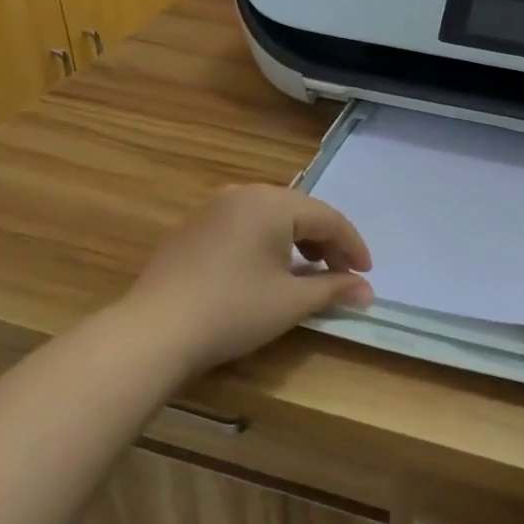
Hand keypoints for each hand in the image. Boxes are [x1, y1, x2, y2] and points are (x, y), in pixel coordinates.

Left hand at [127, 184, 373, 375]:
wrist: (156, 330)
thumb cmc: (234, 310)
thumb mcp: (292, 301)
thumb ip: (334, 288)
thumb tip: (367, 291)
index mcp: (273, 202)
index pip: (328, 218)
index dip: (352, 246)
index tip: (366, 275)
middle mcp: (244, 194)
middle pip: (300, 212)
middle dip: (326, 243)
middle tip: (342, 274)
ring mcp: (214, 208)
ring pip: (271, 217)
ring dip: (297, 242)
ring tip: (309, 273)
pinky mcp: (194, 227)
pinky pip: (245, 226)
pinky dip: (267, 244)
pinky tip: (268, 271)